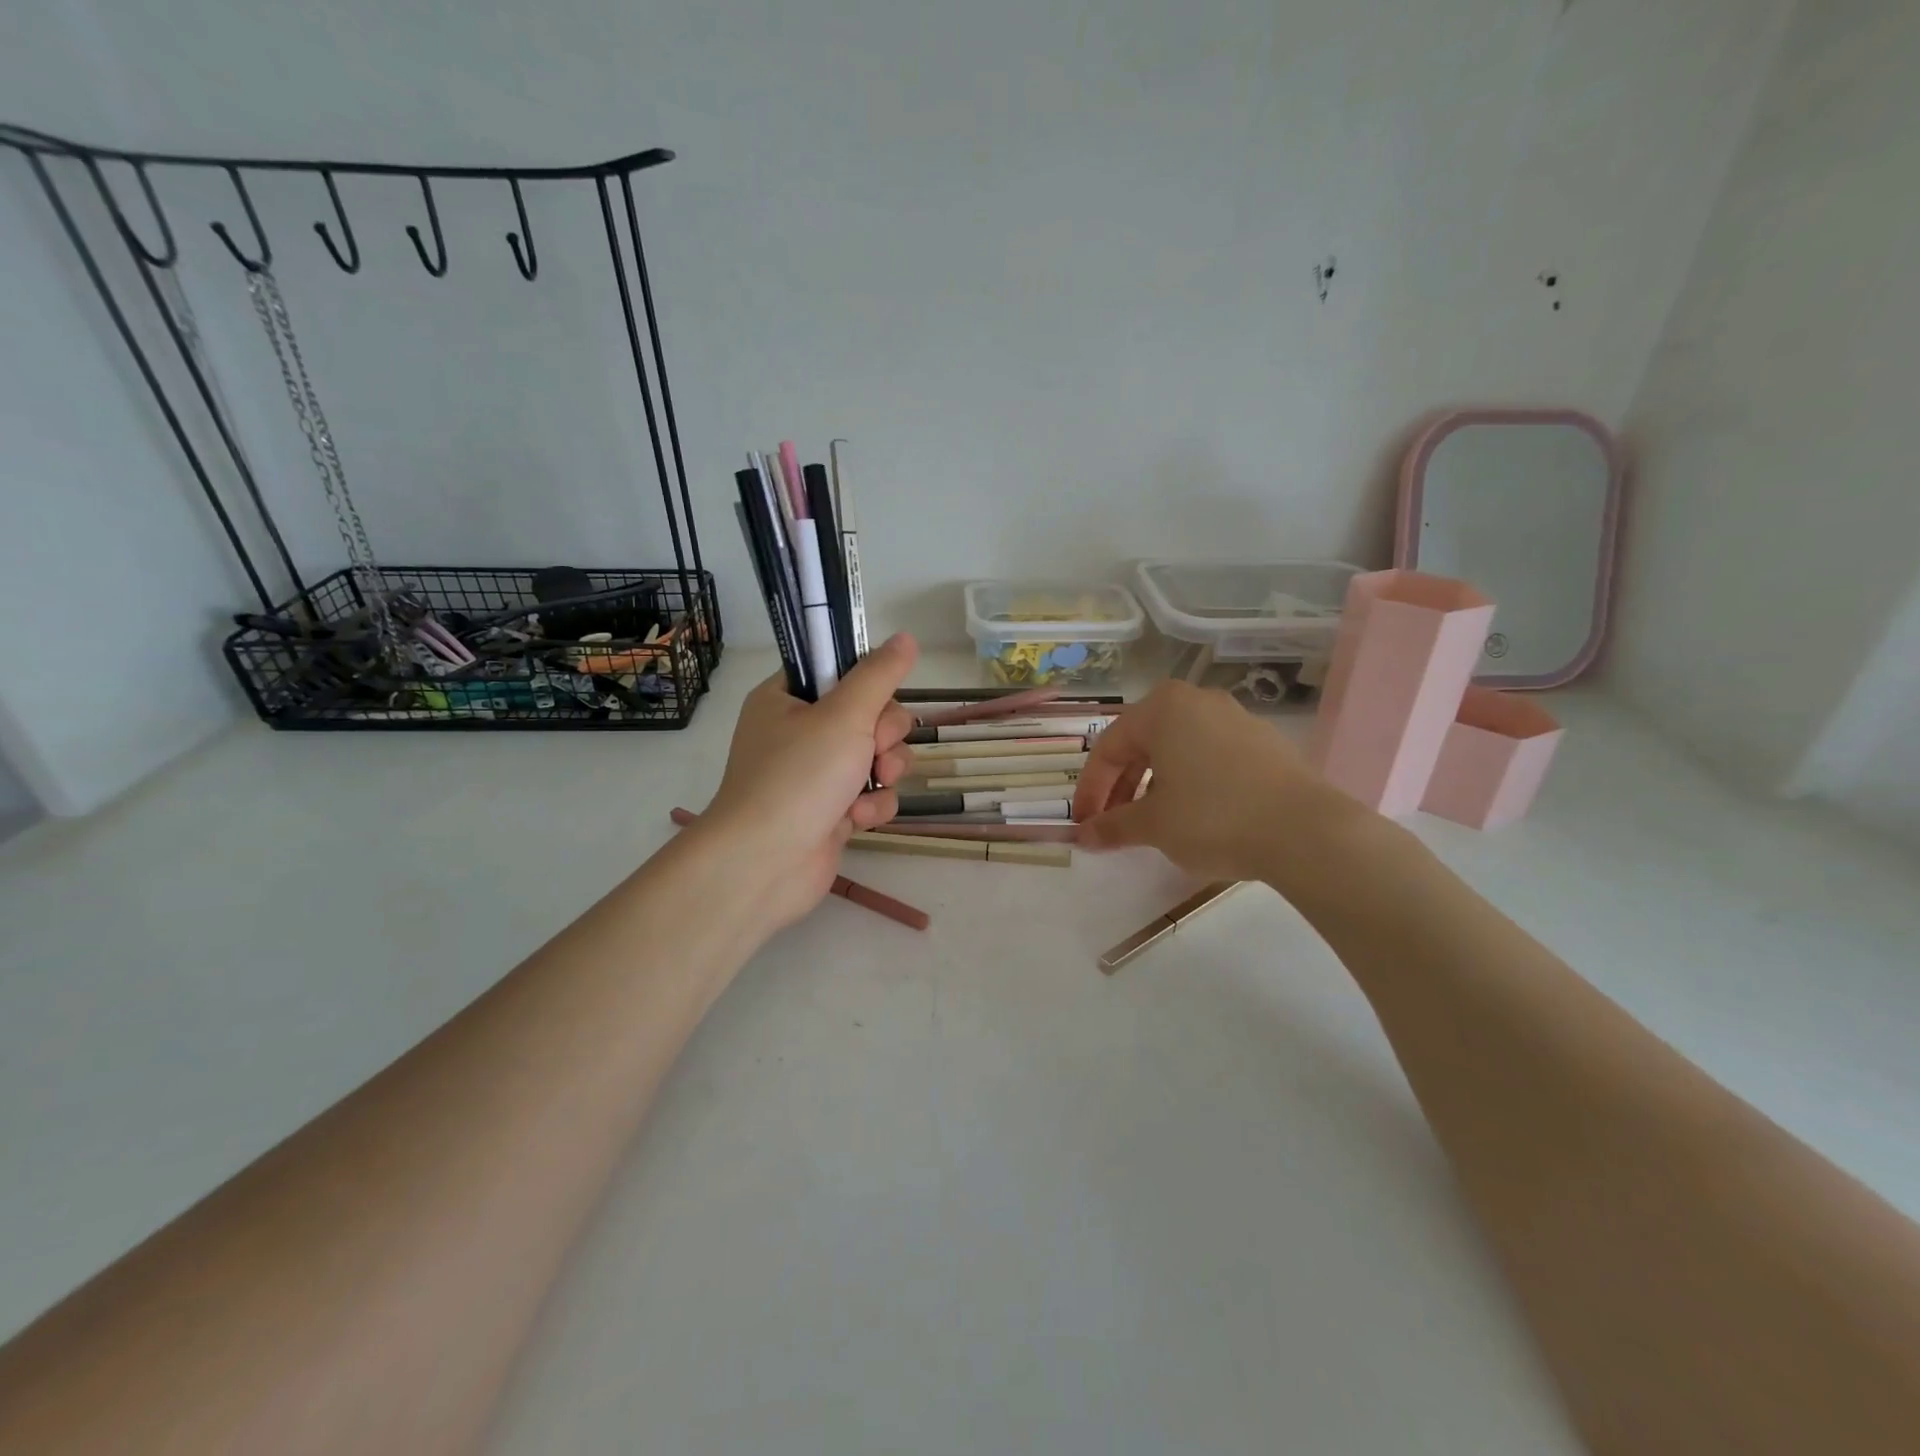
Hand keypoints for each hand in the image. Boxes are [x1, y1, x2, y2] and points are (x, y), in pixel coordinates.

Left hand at [697, 634, 919, 932]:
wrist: (764, 865)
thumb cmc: (797, 778)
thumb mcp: (843, 715)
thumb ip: (879, 676)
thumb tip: (905, 637)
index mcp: (788, 698)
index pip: (840, 671)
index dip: (868, 683)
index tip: (878, 698)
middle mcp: (800, 732)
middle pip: (870, 714)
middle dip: (884, 735)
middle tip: (873, 749)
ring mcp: (816, 774)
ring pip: (878, 756)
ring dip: (885, 771)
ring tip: (871, 785)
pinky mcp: (832, 811)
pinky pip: (871, 794)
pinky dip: (872, 805)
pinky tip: (857, 819)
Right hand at [1072, 679, 1374, 888]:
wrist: (1307, 832)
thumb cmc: (1214, 817)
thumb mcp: (1153, 824)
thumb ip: (1112, 826)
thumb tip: (1081, 836)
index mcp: (1162, 708)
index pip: (1108, 747)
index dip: (1090, 790)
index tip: (1083, 824)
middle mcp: (1196, 701)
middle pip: (1142, 744)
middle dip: (1120, 786)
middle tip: (1111, 824)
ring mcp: (1235, 718)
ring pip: (1176, 749)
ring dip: (1153, 784)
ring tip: (1148, 821)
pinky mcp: (1264, 742)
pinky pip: (1208, 756)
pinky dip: (1188, 781)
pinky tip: (1192, 813)